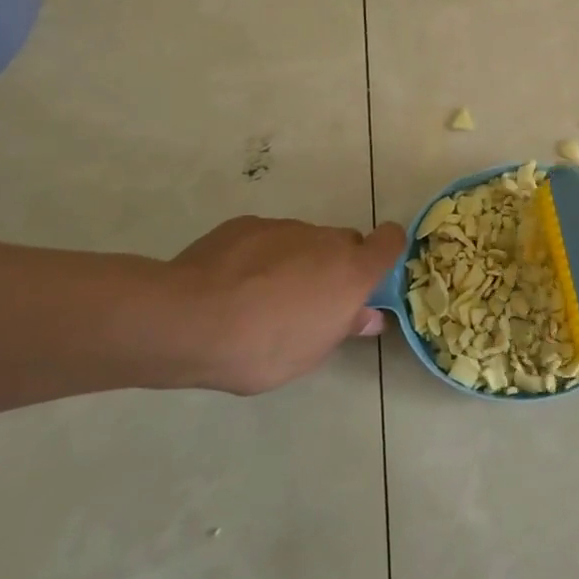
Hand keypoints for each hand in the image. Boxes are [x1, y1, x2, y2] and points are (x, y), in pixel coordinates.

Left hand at [166, 217, 404, 392]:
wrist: (187, 320)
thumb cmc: (262, 347)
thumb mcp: (310, 354)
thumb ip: (343, 327)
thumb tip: (367, 315)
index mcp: (352, 271)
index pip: (391, 241)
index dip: (387, 251)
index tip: (372, 274)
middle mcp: (326, 240)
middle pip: (344, 243)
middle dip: (335, 266)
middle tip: (309, 301)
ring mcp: (285, 228)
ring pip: (304, 241)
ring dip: (296, 262)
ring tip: (260, 298)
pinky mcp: (246, 225)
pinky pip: (266, 239)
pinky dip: (259, 256)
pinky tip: (231, 285)